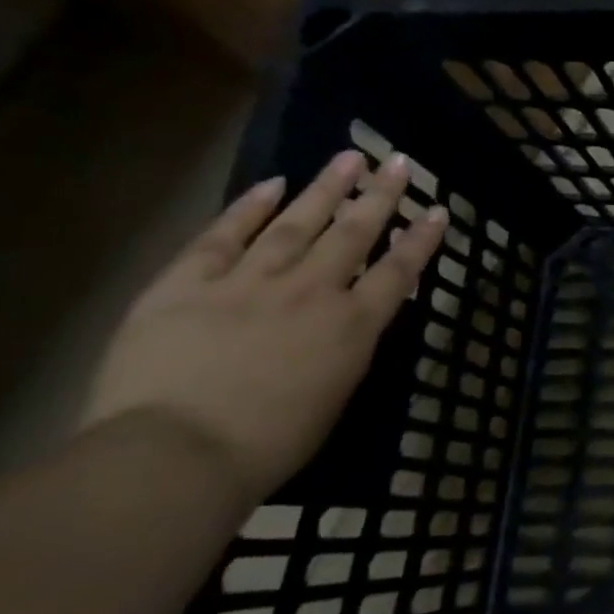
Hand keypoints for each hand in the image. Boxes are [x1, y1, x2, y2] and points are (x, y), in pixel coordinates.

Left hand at [80, 151, 447, 502]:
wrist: (176, 456)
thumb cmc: (269, 444)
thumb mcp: (334, 396)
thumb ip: (347, 349)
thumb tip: (352, 320)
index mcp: (352, 326)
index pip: (399, 271)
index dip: (422, 239)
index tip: (438, 210)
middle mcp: (311, 292)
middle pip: (354, 234)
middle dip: (380, 196)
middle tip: (396, 162)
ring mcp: (248, 283)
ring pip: (296, 224)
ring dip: (325, 189)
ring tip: (346, 158)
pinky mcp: (187, 285)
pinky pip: (223, 237)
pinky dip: (249, 209)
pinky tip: (271, 184)